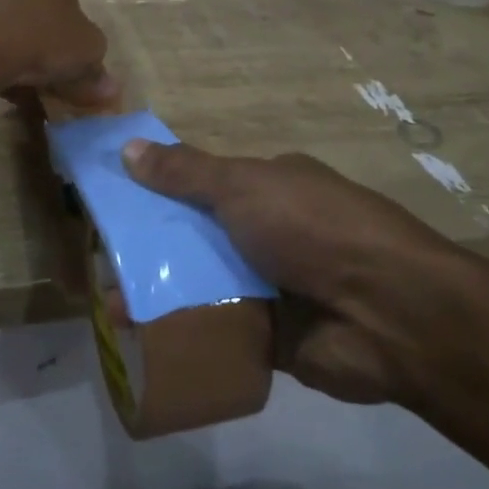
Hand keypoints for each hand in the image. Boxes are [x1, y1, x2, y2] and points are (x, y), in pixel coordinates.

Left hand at [0, 0, 116, 107]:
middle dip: (41, 39)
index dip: (73, 33)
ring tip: (20, 84)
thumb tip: (108, 88)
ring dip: (13, 48)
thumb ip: (99, 70)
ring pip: (4, 23)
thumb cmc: (42, 43)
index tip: (71, 60)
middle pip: (33, 9)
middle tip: (47, 74)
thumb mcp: (87, 55)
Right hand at [121, 141, 488, 405]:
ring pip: (204, 285)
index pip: (203, 185)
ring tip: (110, 309)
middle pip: (198, 238)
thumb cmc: (312, 228)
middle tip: (101, 264)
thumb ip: (185, 172)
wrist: (387, 312)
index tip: (115, 208)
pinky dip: (186, 333)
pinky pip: (218, 331)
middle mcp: (270, 233)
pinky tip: (141, 341)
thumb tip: (129, 147)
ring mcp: (273, 285)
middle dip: (152, 250)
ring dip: (162, 294)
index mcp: (269, 187)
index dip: (159, 192)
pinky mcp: (273, 337)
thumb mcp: (243, 186)